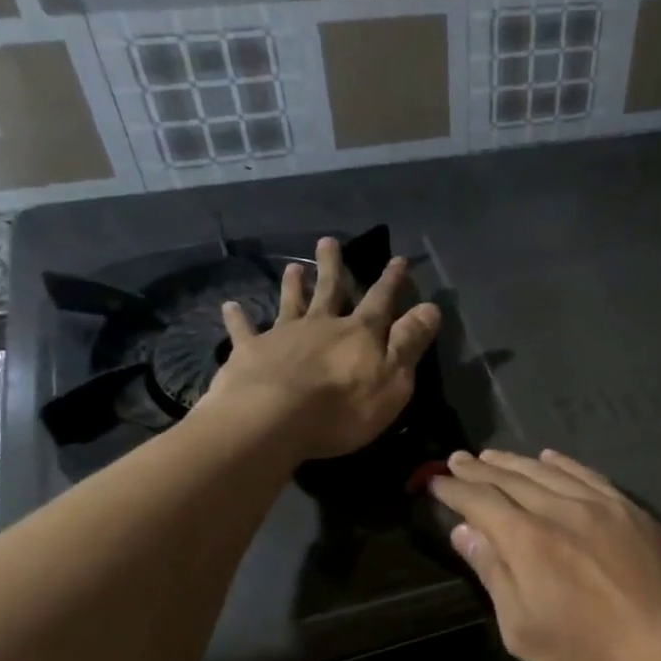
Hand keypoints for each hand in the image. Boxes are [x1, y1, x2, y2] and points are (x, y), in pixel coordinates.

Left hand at [201, 236, 439, 459]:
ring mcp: (283, 336)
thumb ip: (409, 342)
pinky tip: (229, 306)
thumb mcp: (393, 379)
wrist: (273, 419)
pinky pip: (244, 331)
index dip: (392, 281)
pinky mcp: (250, 352)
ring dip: (293, 285)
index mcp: (359, 333)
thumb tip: (431, 307)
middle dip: (333, 268)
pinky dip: (237, 318)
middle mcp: (321, 325)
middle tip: (328, 241)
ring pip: (290, 304)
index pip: (381, 301)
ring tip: (292, 267)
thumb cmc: (343, 407)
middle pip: (329, 291)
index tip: (398, 259)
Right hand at [428, 449, 660, 660]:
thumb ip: (493, 575)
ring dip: (515, 461)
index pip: (481, 502)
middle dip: (479, 469)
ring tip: (492, 456)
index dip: (454, 490)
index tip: (436, 482)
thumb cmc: (592, 653)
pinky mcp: (630, 510)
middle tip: (457, 460)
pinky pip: (588, 475)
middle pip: (512, 480)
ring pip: (548, 471)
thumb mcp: (525, 630)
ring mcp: (601, 505)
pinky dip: (563, 463)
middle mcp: (561, 510)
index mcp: (529, 541)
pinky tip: (550, 457)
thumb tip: (465, 531)